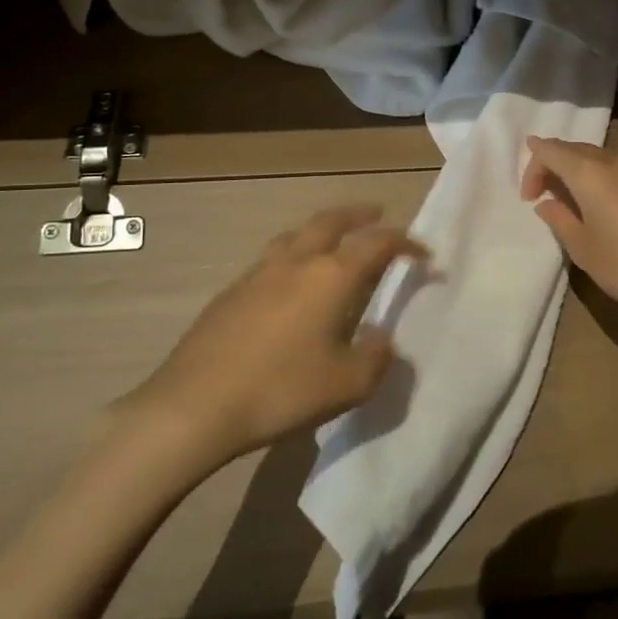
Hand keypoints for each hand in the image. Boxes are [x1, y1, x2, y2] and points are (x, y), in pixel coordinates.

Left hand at [133, 206, 424, 462]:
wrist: (195, 405)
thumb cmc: (281, 390)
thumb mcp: (347, 385)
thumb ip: (376, 357)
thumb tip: (381, 338)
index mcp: (331, 276)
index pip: (377, 243)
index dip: (404, 242)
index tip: (422, 253)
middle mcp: (296, 262)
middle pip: (331, 221)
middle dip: (358, 215)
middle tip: (376, 213)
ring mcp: (258, 273)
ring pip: (296, 235)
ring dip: (321, 230)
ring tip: (332, 242)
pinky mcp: (231, 292)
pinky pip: (272, 259)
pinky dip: (293, 255)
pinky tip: (289, 284)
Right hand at [521, 137, 617, 319]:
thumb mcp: (580, 246)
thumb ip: (559, 218)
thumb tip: (547, 204)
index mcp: (589, 172)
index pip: (550, 150)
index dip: (532, 168)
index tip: (529, 198)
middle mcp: (614, 161)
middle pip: (574, 149)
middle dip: (552, 166)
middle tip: (541, 195)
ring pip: (597, 157)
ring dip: (576, 171)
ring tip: (568, 200)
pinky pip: (616, 169)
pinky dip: (598, 177)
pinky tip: (597, 203)